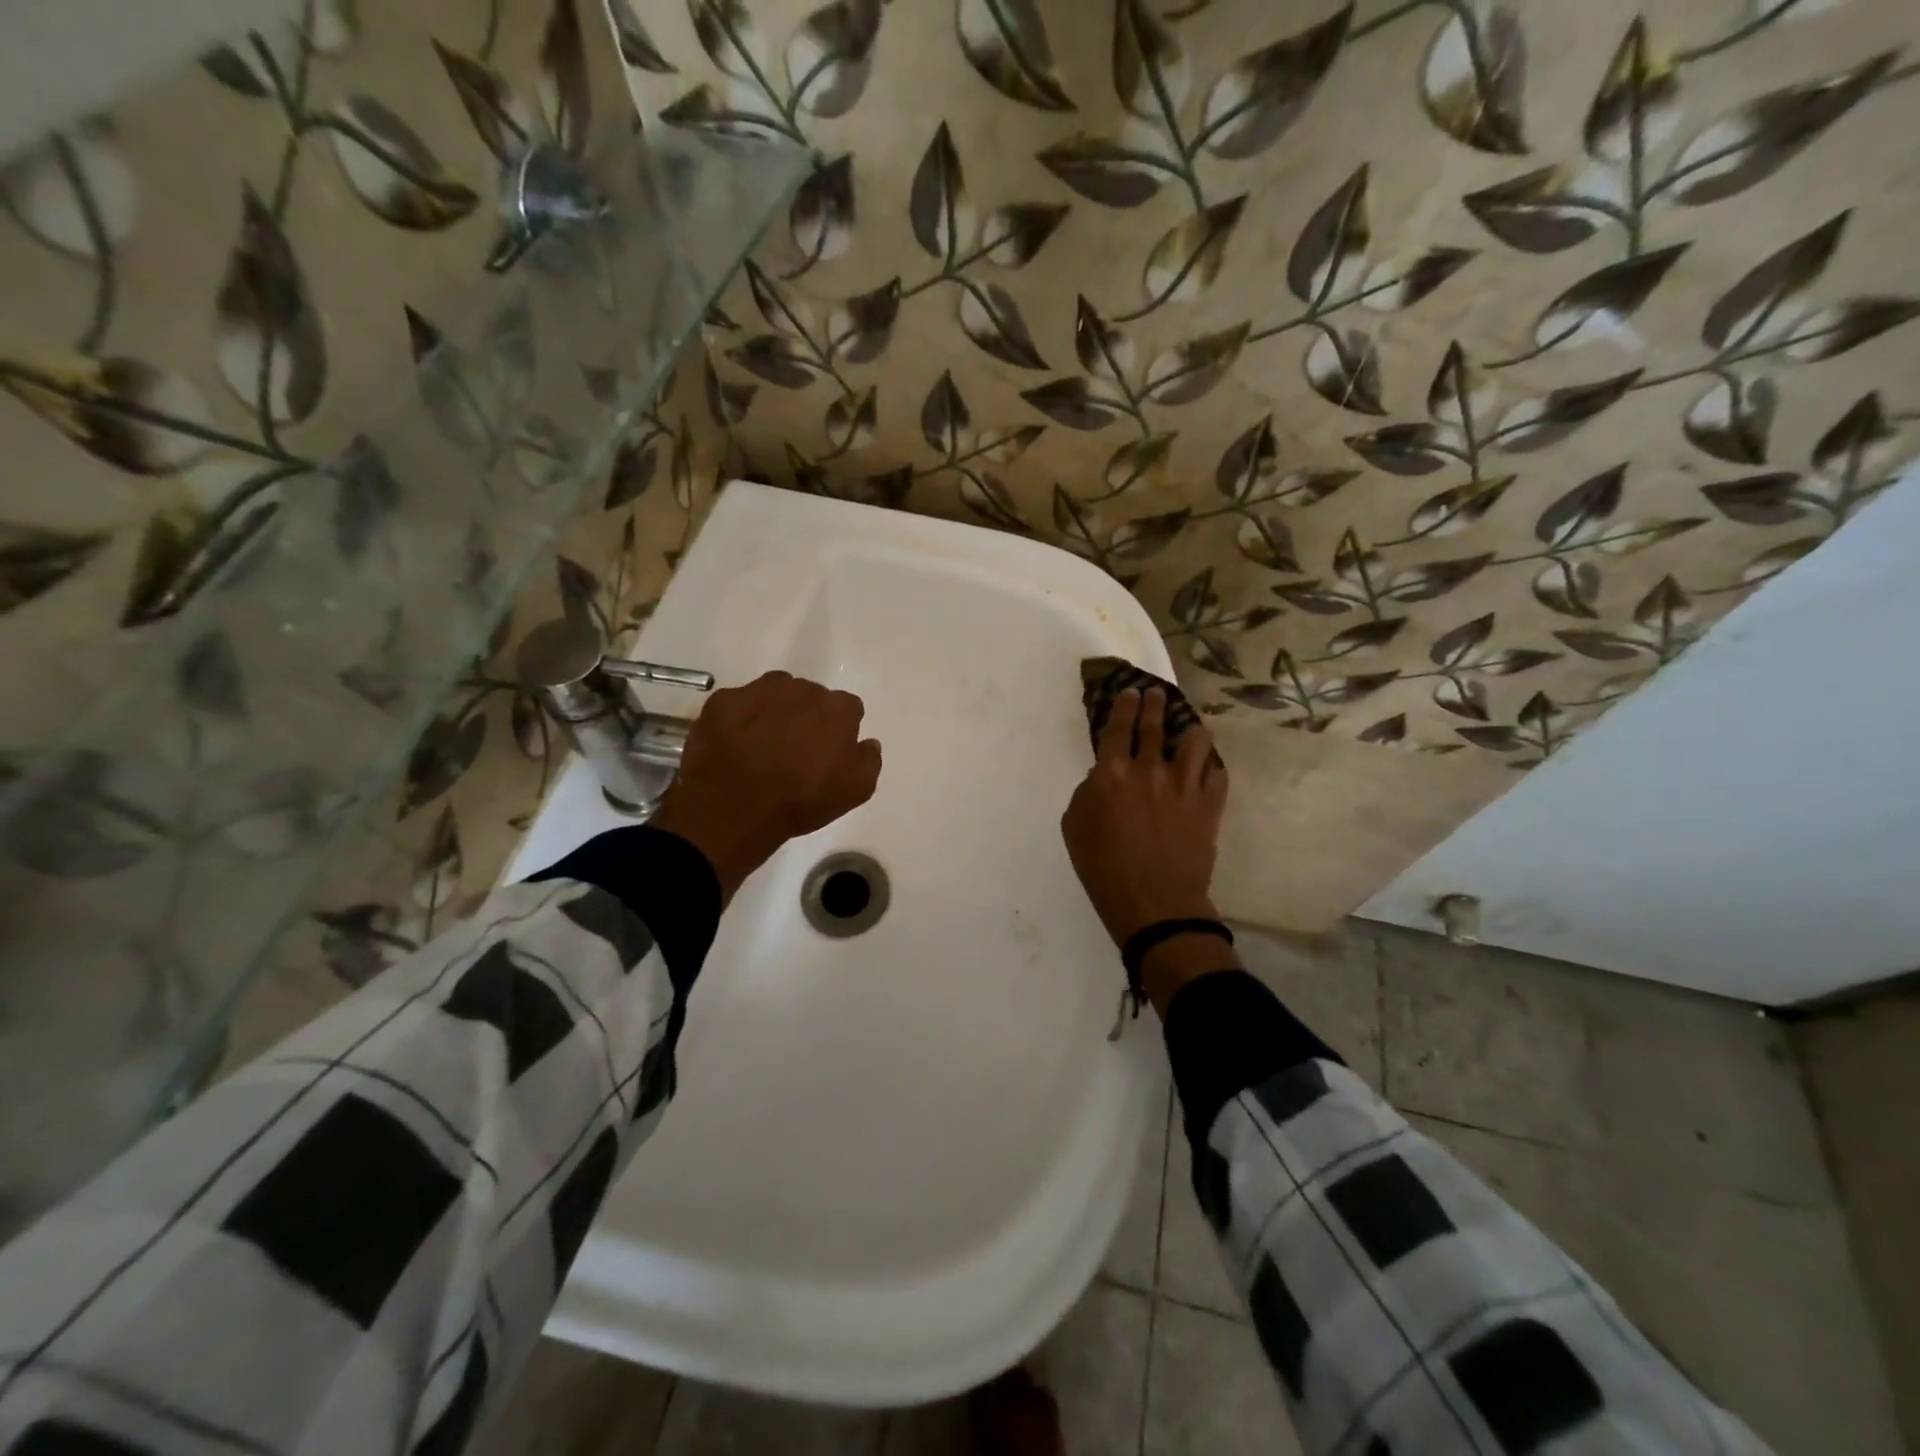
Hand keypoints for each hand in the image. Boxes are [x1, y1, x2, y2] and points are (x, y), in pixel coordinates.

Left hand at [650, 671, 881, 901]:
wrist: (734, 808)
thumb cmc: (801, 801)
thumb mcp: (855, 792)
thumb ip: (868, 760)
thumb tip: (868, 742)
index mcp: (836, 710)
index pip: (849, 708)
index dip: (841, 729)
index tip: (830, 750)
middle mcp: (801, 690)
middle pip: (811, 696)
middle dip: (807, 716)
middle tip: (795, 747)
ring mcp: (759, 691)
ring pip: (776, 692)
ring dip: (776, 709)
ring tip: (764, 742)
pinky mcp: (724, 701)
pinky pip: (739, 702)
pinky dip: (740, 718)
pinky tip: (735, 743)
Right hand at [1061, 687, 1231, 1011]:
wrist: (1155, 904)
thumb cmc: (1103, 869)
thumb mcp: (1074, 829)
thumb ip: (1086, 794)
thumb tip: (1101, 777)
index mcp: (1112, 774)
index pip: (1118, 727)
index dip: (1123, 705)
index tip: (1129, 692)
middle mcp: (1150, 770)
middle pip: (1155, 725)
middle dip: (1154, 704)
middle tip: (1155, 694)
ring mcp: (1185, 785)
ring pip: (1195, 741)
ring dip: (1189, 729)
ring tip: (1188, 727)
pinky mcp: (1210, 804)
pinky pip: (1216, 772)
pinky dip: (1210, 765)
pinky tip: (1206, 765)